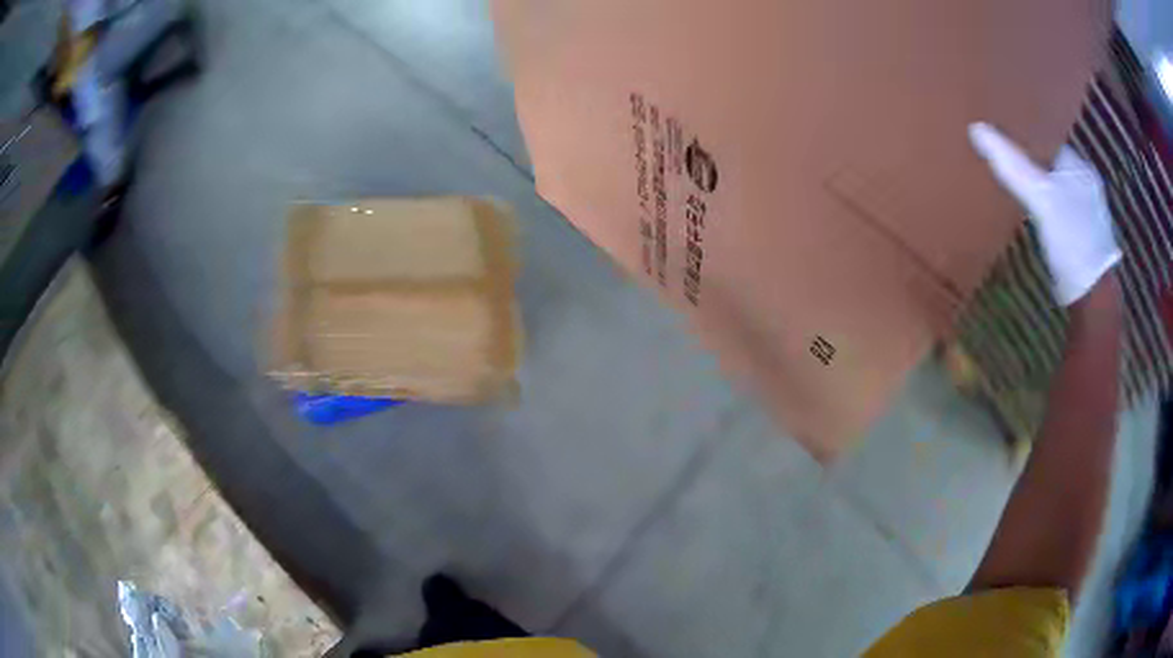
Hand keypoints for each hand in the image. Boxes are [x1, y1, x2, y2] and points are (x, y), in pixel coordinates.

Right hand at [968, 122, 1120, 305]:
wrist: (1092, 295)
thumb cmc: (1072, 240)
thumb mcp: (1041, 198)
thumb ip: (1013, 165)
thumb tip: (977, 129)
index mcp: (1082, 168)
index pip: (1051, 142)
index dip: (1029, 138)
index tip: (1007, 137)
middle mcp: (1088, 185)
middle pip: (1054, 165)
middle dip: (1035, 162)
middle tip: (1009, 161)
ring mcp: (1088, 212)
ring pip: (1058, 188)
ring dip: (1042, 187)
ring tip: (1019, 185)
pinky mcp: (1084, 236)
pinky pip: (1061, 211)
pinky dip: (1049, 209)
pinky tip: (1037, 215)